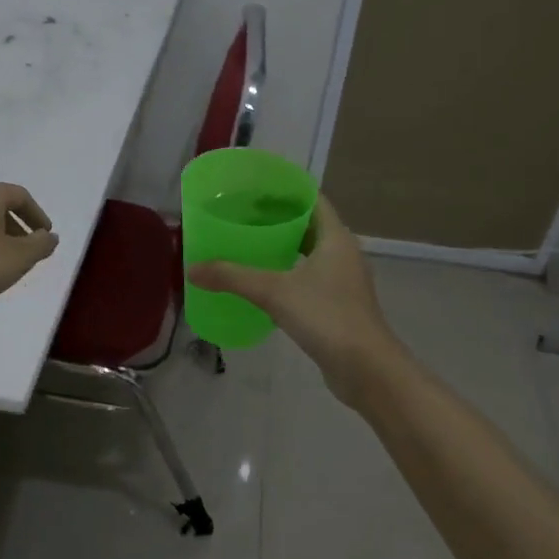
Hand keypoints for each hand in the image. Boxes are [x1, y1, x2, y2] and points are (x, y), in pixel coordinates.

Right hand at [188, 195, 402, 404]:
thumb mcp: (274, 292)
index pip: (312, 200)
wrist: (366, 368)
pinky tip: (263, 285)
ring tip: (248, 247)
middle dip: (278, 220)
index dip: (285, 192)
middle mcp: (344, 254)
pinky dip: (288, 275)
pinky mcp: (339, 306)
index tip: (255, 190)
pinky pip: (310, 280)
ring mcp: (344, 281)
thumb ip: (233, 277)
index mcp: (336, 238)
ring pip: (310, 255)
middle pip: (309, 226)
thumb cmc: (326, 316)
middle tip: (243, 218)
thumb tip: (192, 269)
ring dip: (283, 249)